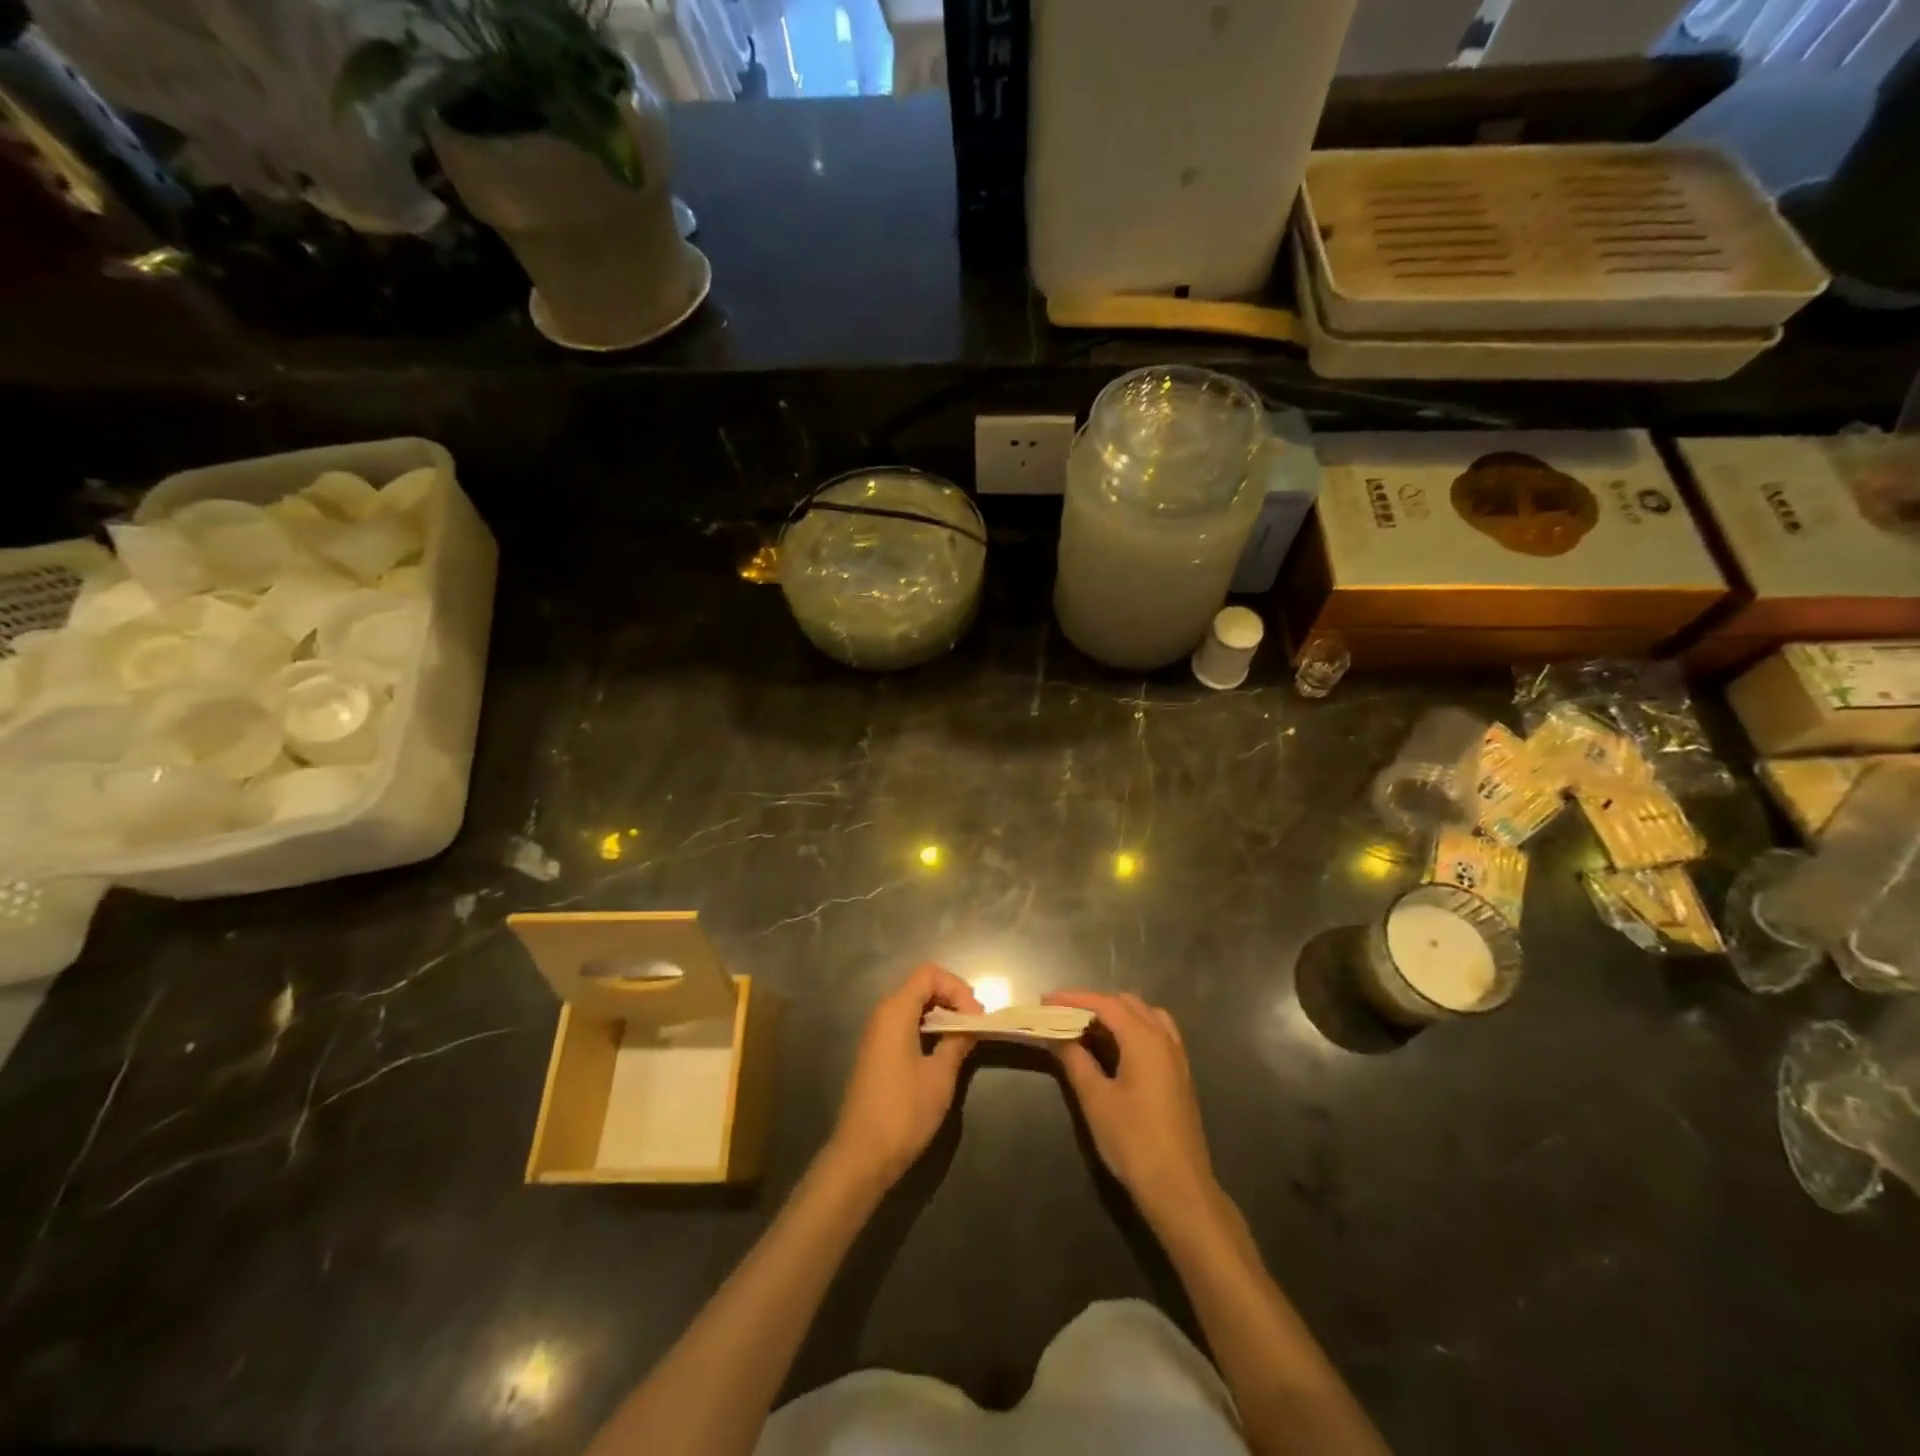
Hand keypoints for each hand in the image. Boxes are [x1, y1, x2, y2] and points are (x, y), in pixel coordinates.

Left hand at [825, 964, 981, 1192]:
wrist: (861, 1155)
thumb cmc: (903, 1112)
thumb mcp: (940, 1076)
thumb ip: (957, 1042)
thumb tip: (971, 1026)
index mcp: (895, 1011)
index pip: (929, 974)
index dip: (957, 988)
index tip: (976, 1017)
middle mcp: (882, 1014)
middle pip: (921, 987)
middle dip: (952, 1000)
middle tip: (974, 1027)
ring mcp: (876, 1034)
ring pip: (913, 1007)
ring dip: (941, 1016)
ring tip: (963, 1040)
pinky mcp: (875, 1053)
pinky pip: (905, 1026)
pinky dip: (926, 1030)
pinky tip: (942, 1053)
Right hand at [1046, 991, 1220, 1235]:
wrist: (1180, 1188)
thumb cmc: (1134, 1141)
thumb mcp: (1096, 1100)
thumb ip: (1075, 1060)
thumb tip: (1057, 1035)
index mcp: (1144, 1039)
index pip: (1105, 1003)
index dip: (1073, 999)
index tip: (1045, 1000)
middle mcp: (1164, 1039)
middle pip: (1127, 1003)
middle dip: (1093, 1004)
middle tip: (1062, 1015)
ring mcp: (1176, 1056)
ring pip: (1145, 1015)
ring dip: (1116, 1014)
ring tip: (1087, 1029)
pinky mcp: (1179, 1074)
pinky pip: (1155, 1034)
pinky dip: (1132, 1029)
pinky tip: (1115, 1049)